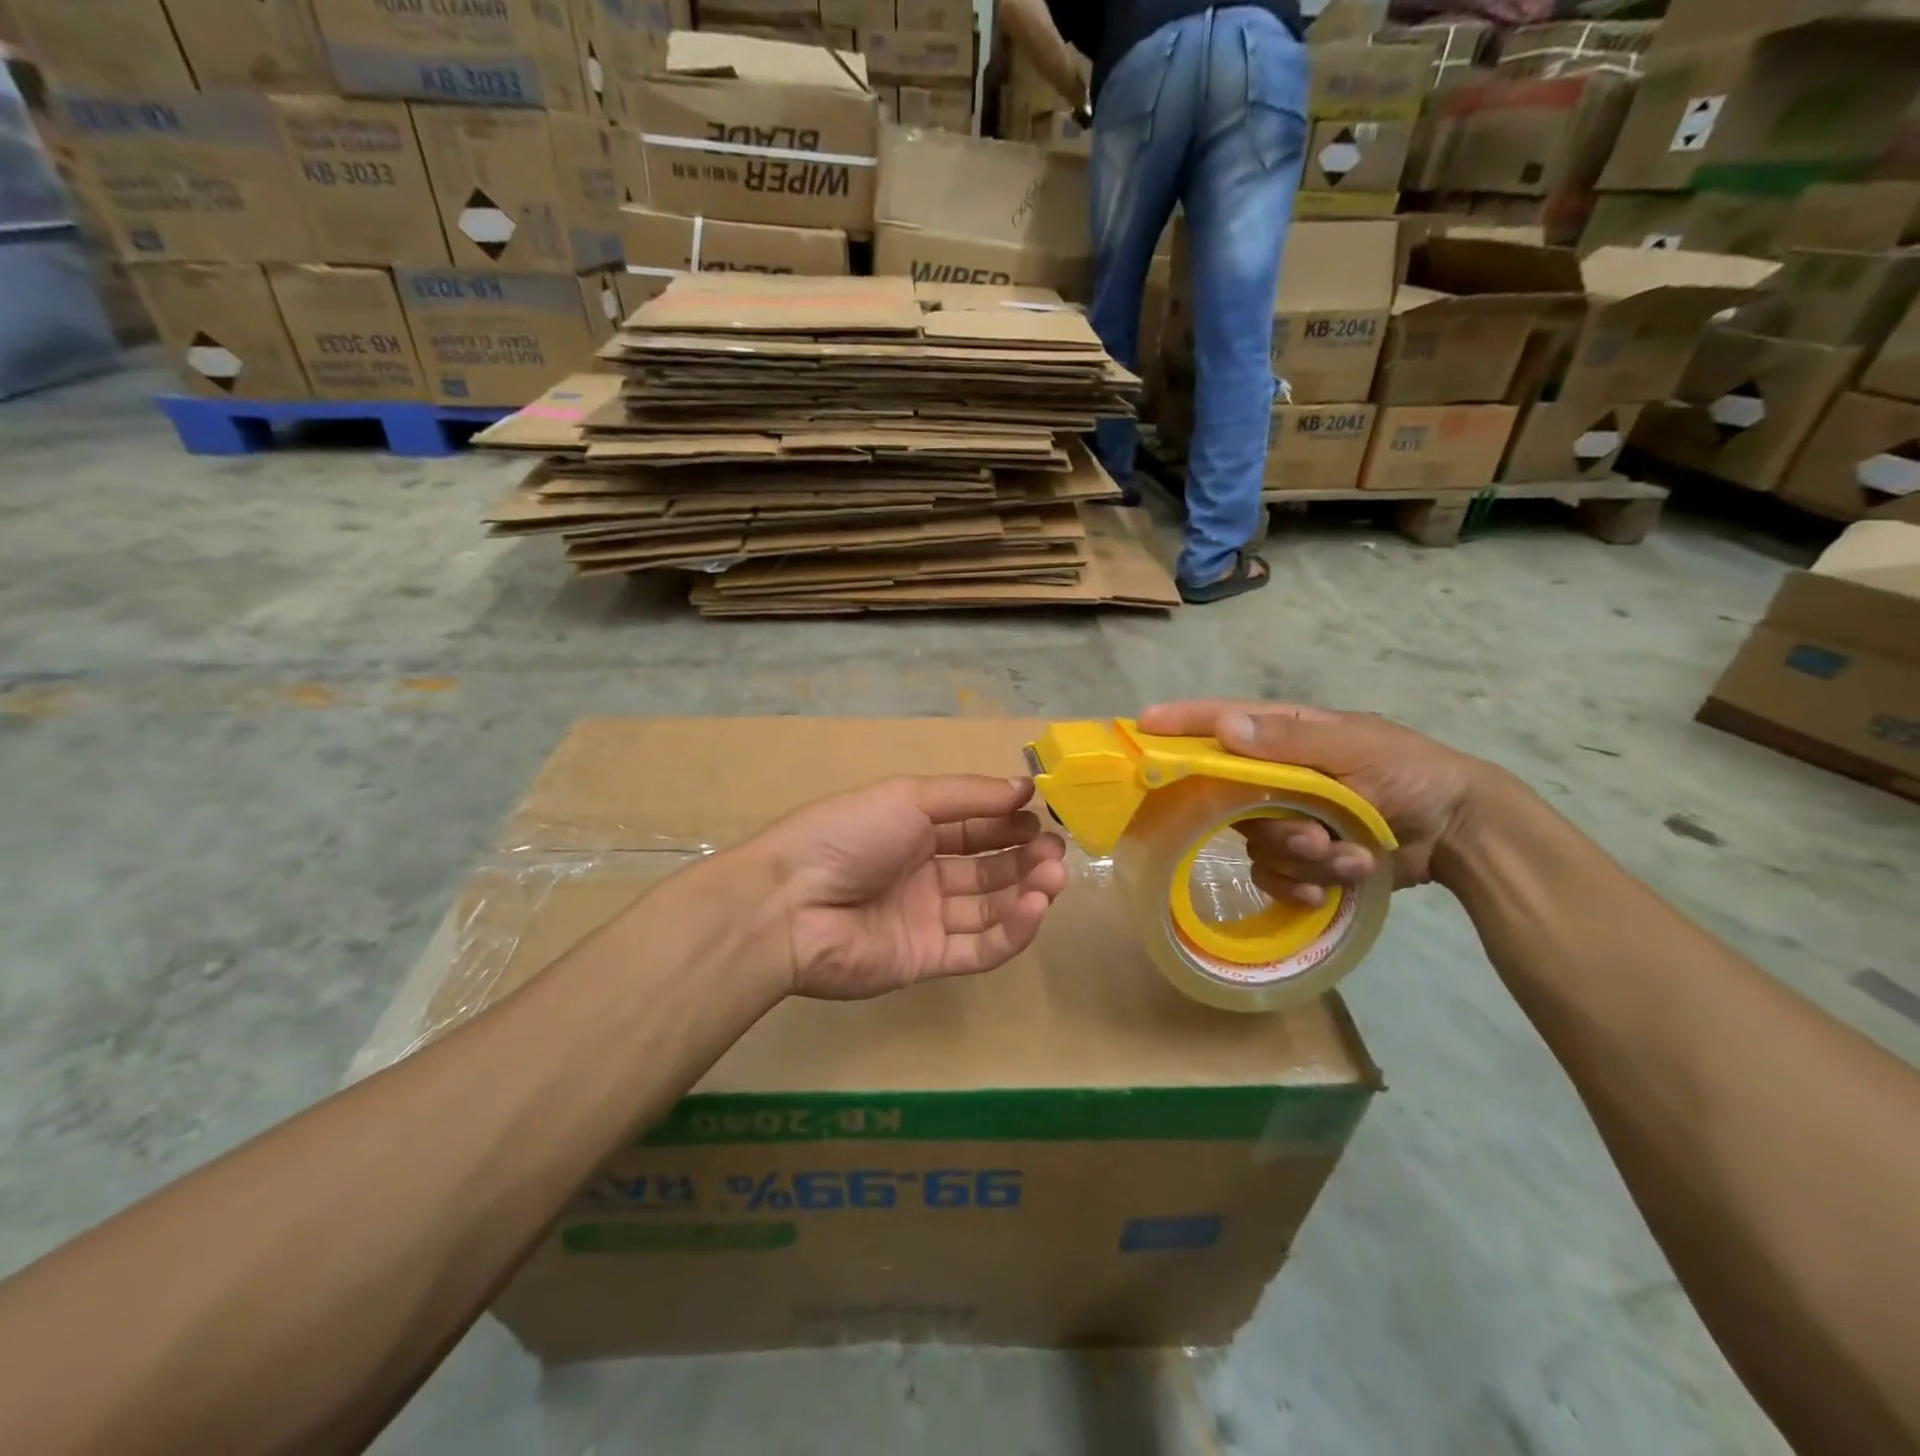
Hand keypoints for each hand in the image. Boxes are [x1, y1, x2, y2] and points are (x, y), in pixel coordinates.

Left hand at [752, 775, 1068, 1000]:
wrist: (789, 905)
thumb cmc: (849, 836)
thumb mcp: (908, 798)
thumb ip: (969, 796)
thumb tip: (1024, 785)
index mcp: (912, 830)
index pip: (973, 827)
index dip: (1009, 823)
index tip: (1044, 817)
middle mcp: (922, 873)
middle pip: (986, 868)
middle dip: (1025, 858)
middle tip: (1057, 852)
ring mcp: (925, 919)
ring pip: (989, 908)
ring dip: (1026, 892)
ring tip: (1054, 877)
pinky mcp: (926, 960)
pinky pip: (978, 947)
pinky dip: (1011, 930)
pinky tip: (1035, 908)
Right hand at [1137, 701, 1488, 902]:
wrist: (1460, 833)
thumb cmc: (1411, 773)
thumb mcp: (1356, 748)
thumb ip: (1290, 741)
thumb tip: (1224, 729)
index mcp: (1285, 736)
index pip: (1221, 723)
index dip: (1180, 724)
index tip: (1141, 727)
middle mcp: (1276, 776)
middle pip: (1232, 800)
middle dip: (1274, 825)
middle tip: (1316, 836)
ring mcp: (1287, 818)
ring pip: (1257, 846)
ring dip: (1306, 859)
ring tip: (1353, 858)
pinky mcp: (1301, 858)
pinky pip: (1273, 877)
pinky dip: (1304, 885)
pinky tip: (1336, 887)